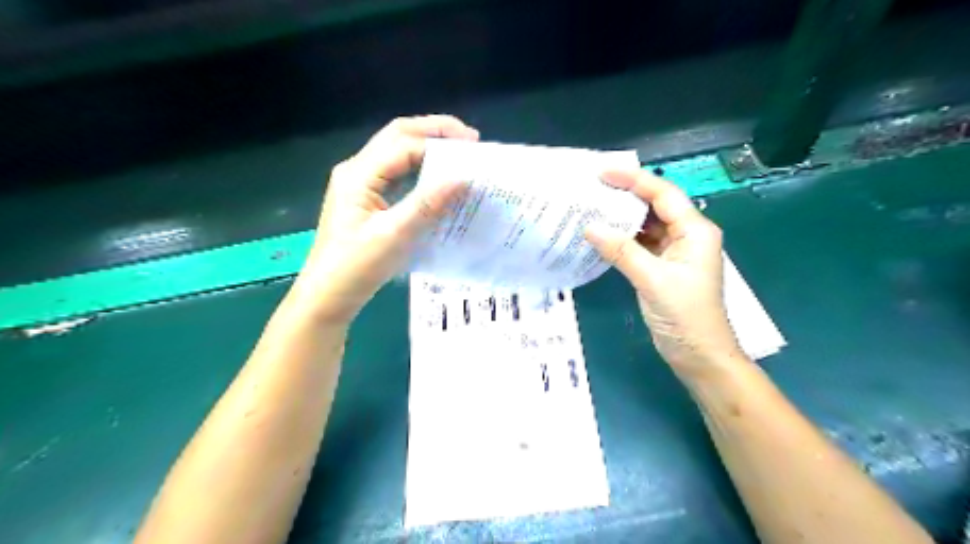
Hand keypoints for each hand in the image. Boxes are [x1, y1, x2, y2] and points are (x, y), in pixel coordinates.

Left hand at [291, 115, 481, 321]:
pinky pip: (395, 172)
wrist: (327, 295)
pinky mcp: (365, 199)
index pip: (404, 145)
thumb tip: (463, 178)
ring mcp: (359, 184)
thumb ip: (427, 203)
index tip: (474, 148)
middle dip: (434, 131)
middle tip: (470, 139)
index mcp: (359, 174)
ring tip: (459, 154)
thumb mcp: (395, 235)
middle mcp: (356, 170)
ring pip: (396, 152)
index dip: (440, 143)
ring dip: (427, 147)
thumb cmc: (357, 267)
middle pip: (397, 136)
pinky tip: (437, 178)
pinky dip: (419, 168)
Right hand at [579, 171, 743, 378]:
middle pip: (654, 206)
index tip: (602, 173)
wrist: (698, 355)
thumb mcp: (652, 280)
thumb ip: (621, 251)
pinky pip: (640, 244)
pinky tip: (601, 235)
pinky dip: (622, 239)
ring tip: (591, 207)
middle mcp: (686, 235)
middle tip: (592, 187)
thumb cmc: (685, 316)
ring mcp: (674, 252)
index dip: (633, 180)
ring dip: (622, 217)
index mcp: (694, 231)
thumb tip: (589, 226)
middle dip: (625, 195)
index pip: (663, 194)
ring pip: (646, 225)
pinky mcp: (662, 267)